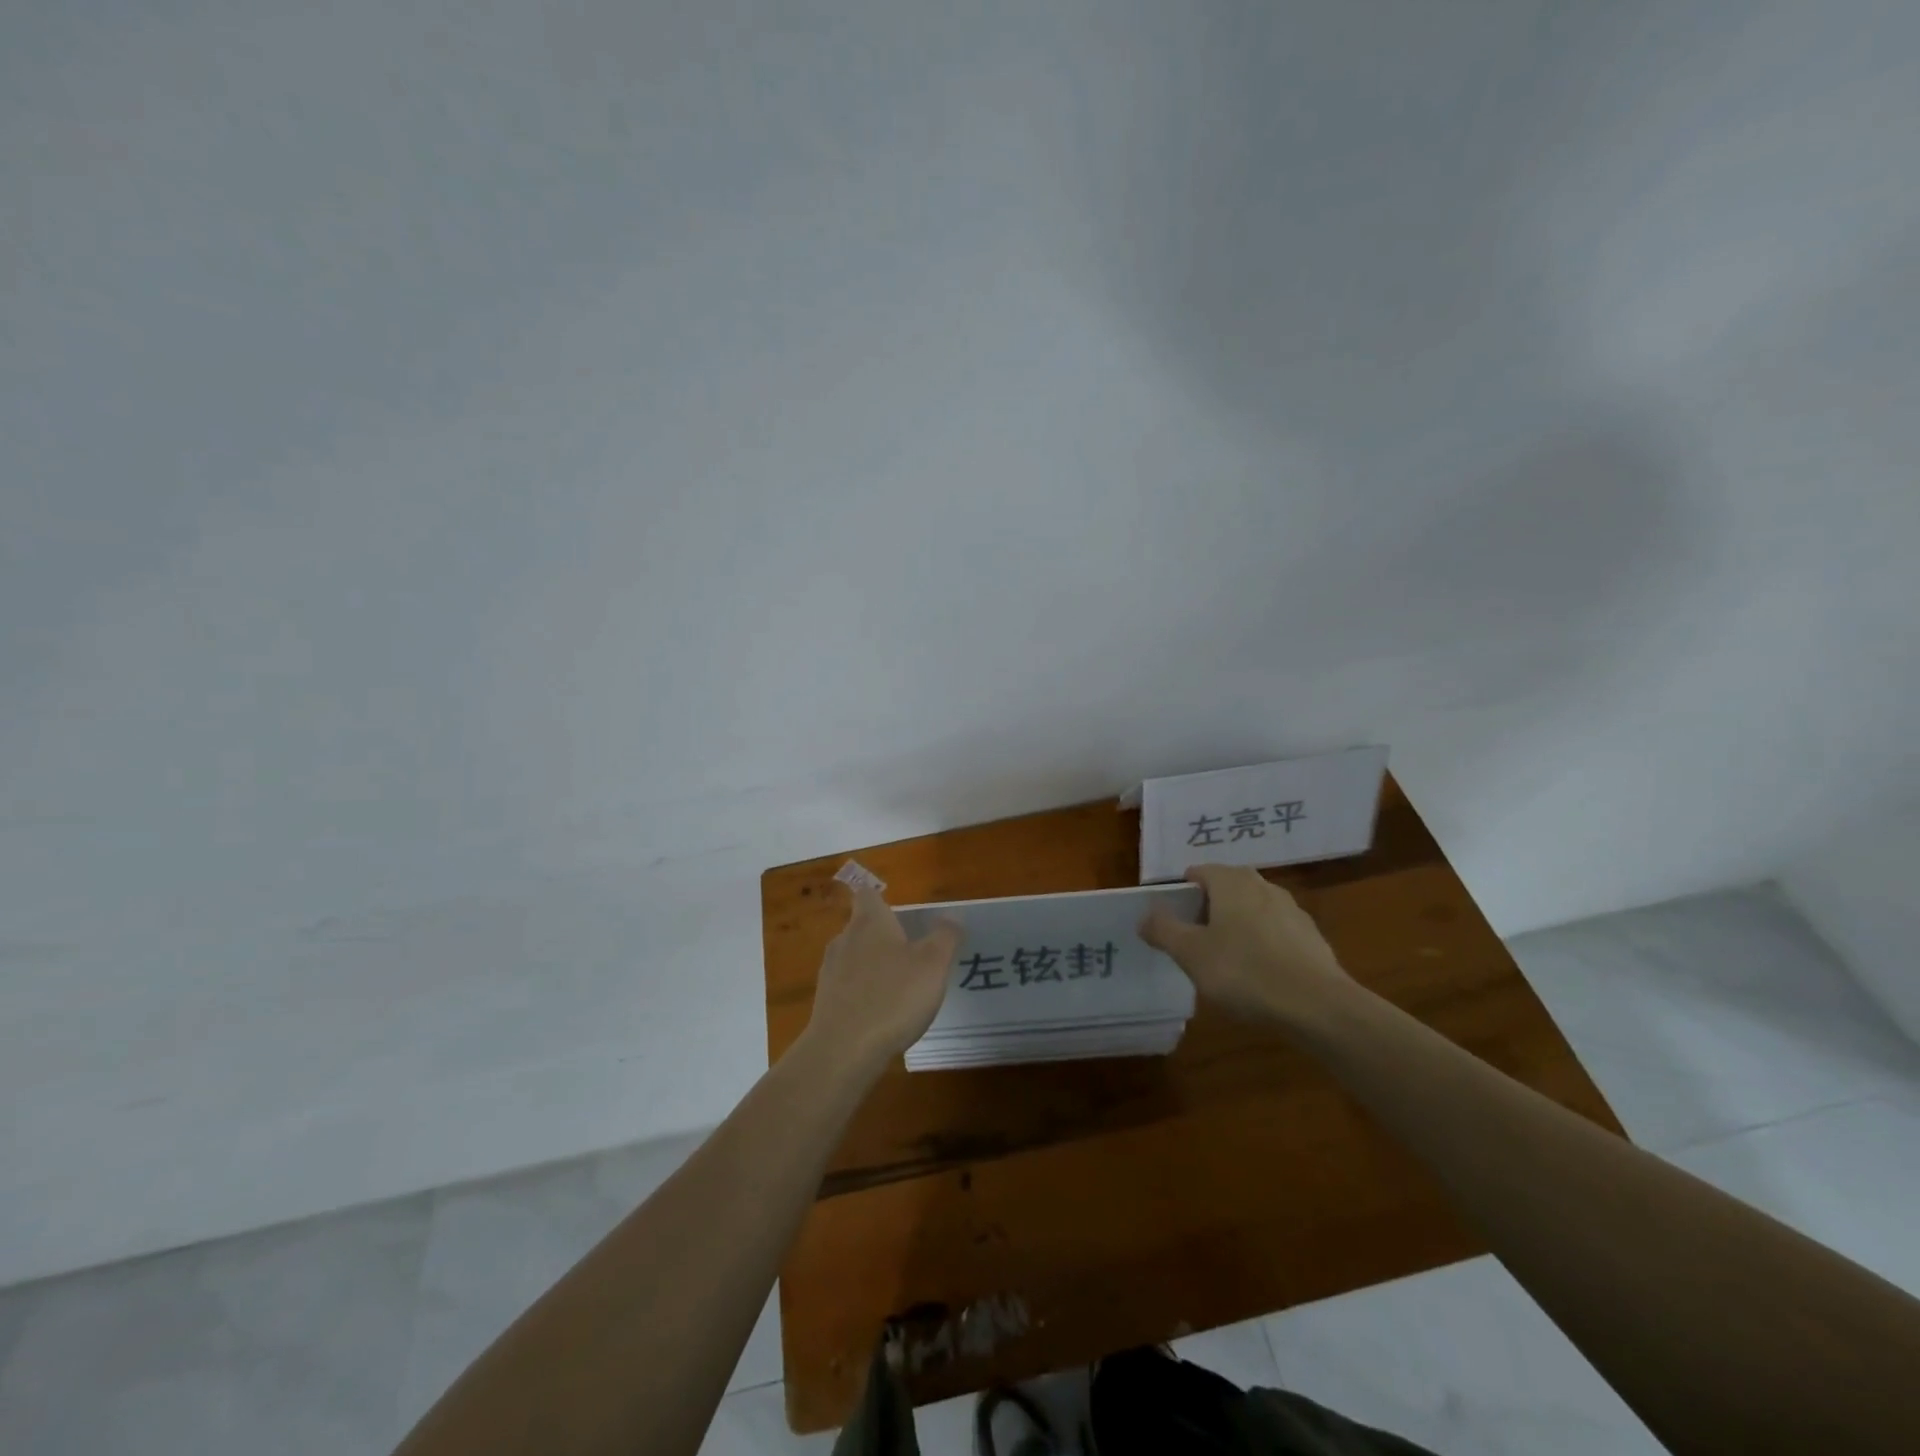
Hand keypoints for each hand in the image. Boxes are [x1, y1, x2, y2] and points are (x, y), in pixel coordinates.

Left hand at [802, 884, 962, 1069]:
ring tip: (900, 986)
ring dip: (874, 965)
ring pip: (854, 957)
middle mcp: (844, 939)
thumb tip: (952, 914)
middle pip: (862, 926)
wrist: (843, 1051)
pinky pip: (848, 986)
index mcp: (869, 922)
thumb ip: (945, 936)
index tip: (899, 910)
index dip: (882, 897)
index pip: (868, 893)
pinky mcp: (825, 1002)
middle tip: (912, 952)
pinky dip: (863, 992)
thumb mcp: (933, 964)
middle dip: (884, 935)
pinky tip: (882, 1013)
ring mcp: (830, 971)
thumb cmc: (893, 997)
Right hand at [1140, 863, 1361, 1029]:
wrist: (1318, 1006)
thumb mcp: (1191, 953)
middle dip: (1208, 911)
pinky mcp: (1312, 937)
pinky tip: (1259, 975)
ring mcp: (1292, 910)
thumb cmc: (1244, 971)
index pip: (1198, 873)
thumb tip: (1145, 916)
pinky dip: (1262, 945)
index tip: (1173, 925)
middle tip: (1194, 943)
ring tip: (1226, 962)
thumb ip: (1163, 930)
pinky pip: (1275, 932)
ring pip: (1252, 910)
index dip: (1181, 896)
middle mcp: (1263, 885)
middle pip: (1225, 889)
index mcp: (1231, 881)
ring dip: (1236, 927)